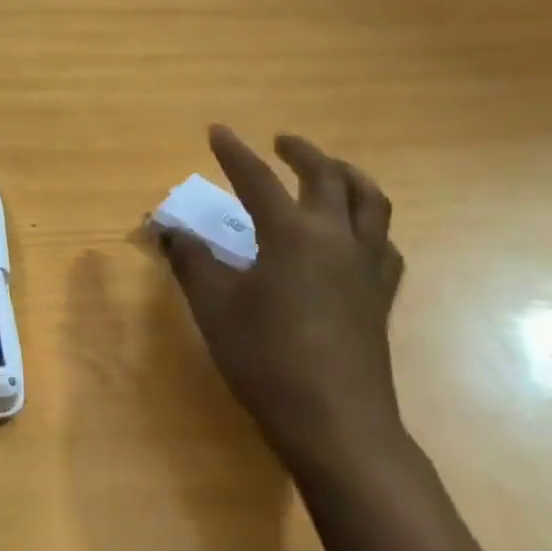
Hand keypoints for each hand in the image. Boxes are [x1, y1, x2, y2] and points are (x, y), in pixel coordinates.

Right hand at [163, 126, 405, 466]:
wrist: (334, 419)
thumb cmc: (264, 358)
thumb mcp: (213, 306)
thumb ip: (190, 260)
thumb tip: (168, 229)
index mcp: (292, 234)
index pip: (258, 180)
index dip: (234, 153)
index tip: (217, 131)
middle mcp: (337, 238)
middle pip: (328, 178)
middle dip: (302, 153)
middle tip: (281, 142)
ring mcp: (367, 266)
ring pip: (370, 202)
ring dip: (347, 176)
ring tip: (330, 171)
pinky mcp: (381, 295)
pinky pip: (383, 240)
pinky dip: (367, 221)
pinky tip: (355, 234)